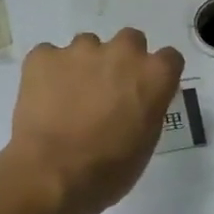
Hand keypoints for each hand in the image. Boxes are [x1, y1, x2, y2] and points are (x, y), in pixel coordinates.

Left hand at [0, 29, 184, 213]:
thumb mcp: (147, 141)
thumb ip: (148, 108)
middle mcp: (123, 53)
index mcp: (155, 75)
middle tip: (109, 89)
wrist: (52, 173)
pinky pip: (50, 56)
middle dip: (123, 59)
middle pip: (131, 40)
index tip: (146, 91)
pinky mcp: (44, 56)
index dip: (157, 74)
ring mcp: (81, 50)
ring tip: (71, 96)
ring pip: (88, 45)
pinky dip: (49, 72)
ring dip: (85, 64)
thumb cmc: (110, 168)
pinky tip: (45, 98)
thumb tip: (137, 101)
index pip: (169, 58)